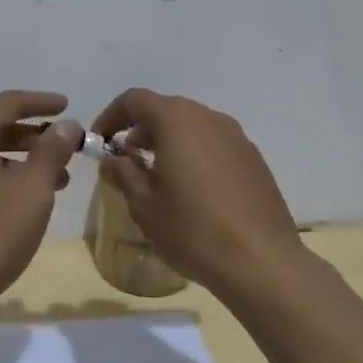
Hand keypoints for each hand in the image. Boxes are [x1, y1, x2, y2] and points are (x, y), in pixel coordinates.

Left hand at [0, 90, 81, 316]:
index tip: (68, 106)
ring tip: (52, 184)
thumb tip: (66, 124)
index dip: (42, 103)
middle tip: (65, 153)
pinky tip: (17, 200)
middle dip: (33, 138)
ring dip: (16, 160)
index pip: (9, 102)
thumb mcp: (31, 190)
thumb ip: (51, 151)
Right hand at [91, 89, 304, 302]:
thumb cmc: (193, 228)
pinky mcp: (254, 160)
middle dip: (141, 130)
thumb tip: (112, 159)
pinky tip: (193, 193)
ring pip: (192, 127)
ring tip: (158, 179)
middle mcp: (209, 118)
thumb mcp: (144, 204)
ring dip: (169, 143)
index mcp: (178, 120)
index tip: (100, 142)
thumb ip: (122, 173)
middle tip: (126, 161)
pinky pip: (214, 146)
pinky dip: (195, 156)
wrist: (262, 262)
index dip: (111, 116)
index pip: (135, 100)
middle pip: (166, 110)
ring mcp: (237, 137)